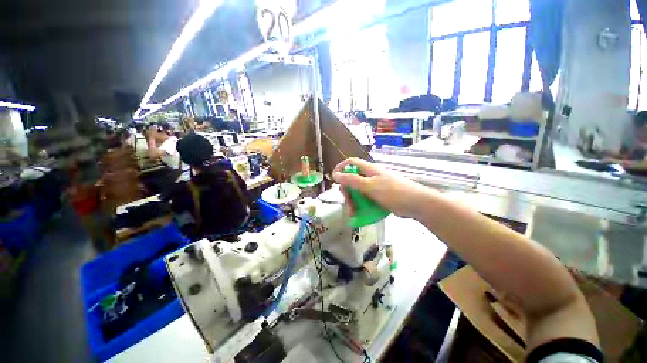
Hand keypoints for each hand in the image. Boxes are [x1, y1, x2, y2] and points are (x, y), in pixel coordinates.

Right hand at [332, 158, 435, 218]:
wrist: (417, 204)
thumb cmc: (393, 192)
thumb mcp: (369, 186)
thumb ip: (352, 180)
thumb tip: (335, 174)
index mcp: (369, 169)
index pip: (351, 162)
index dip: (341, 167)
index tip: (334, 178)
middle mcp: (372, 176)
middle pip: (353, 179)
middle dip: (348, 191)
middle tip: (348, 203)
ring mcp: (377, 186)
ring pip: (359, 191)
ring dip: (354, 201)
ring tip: (354, 213)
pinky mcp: (381, 196)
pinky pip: (367, 198)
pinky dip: (362, 205)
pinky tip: (360, 214)